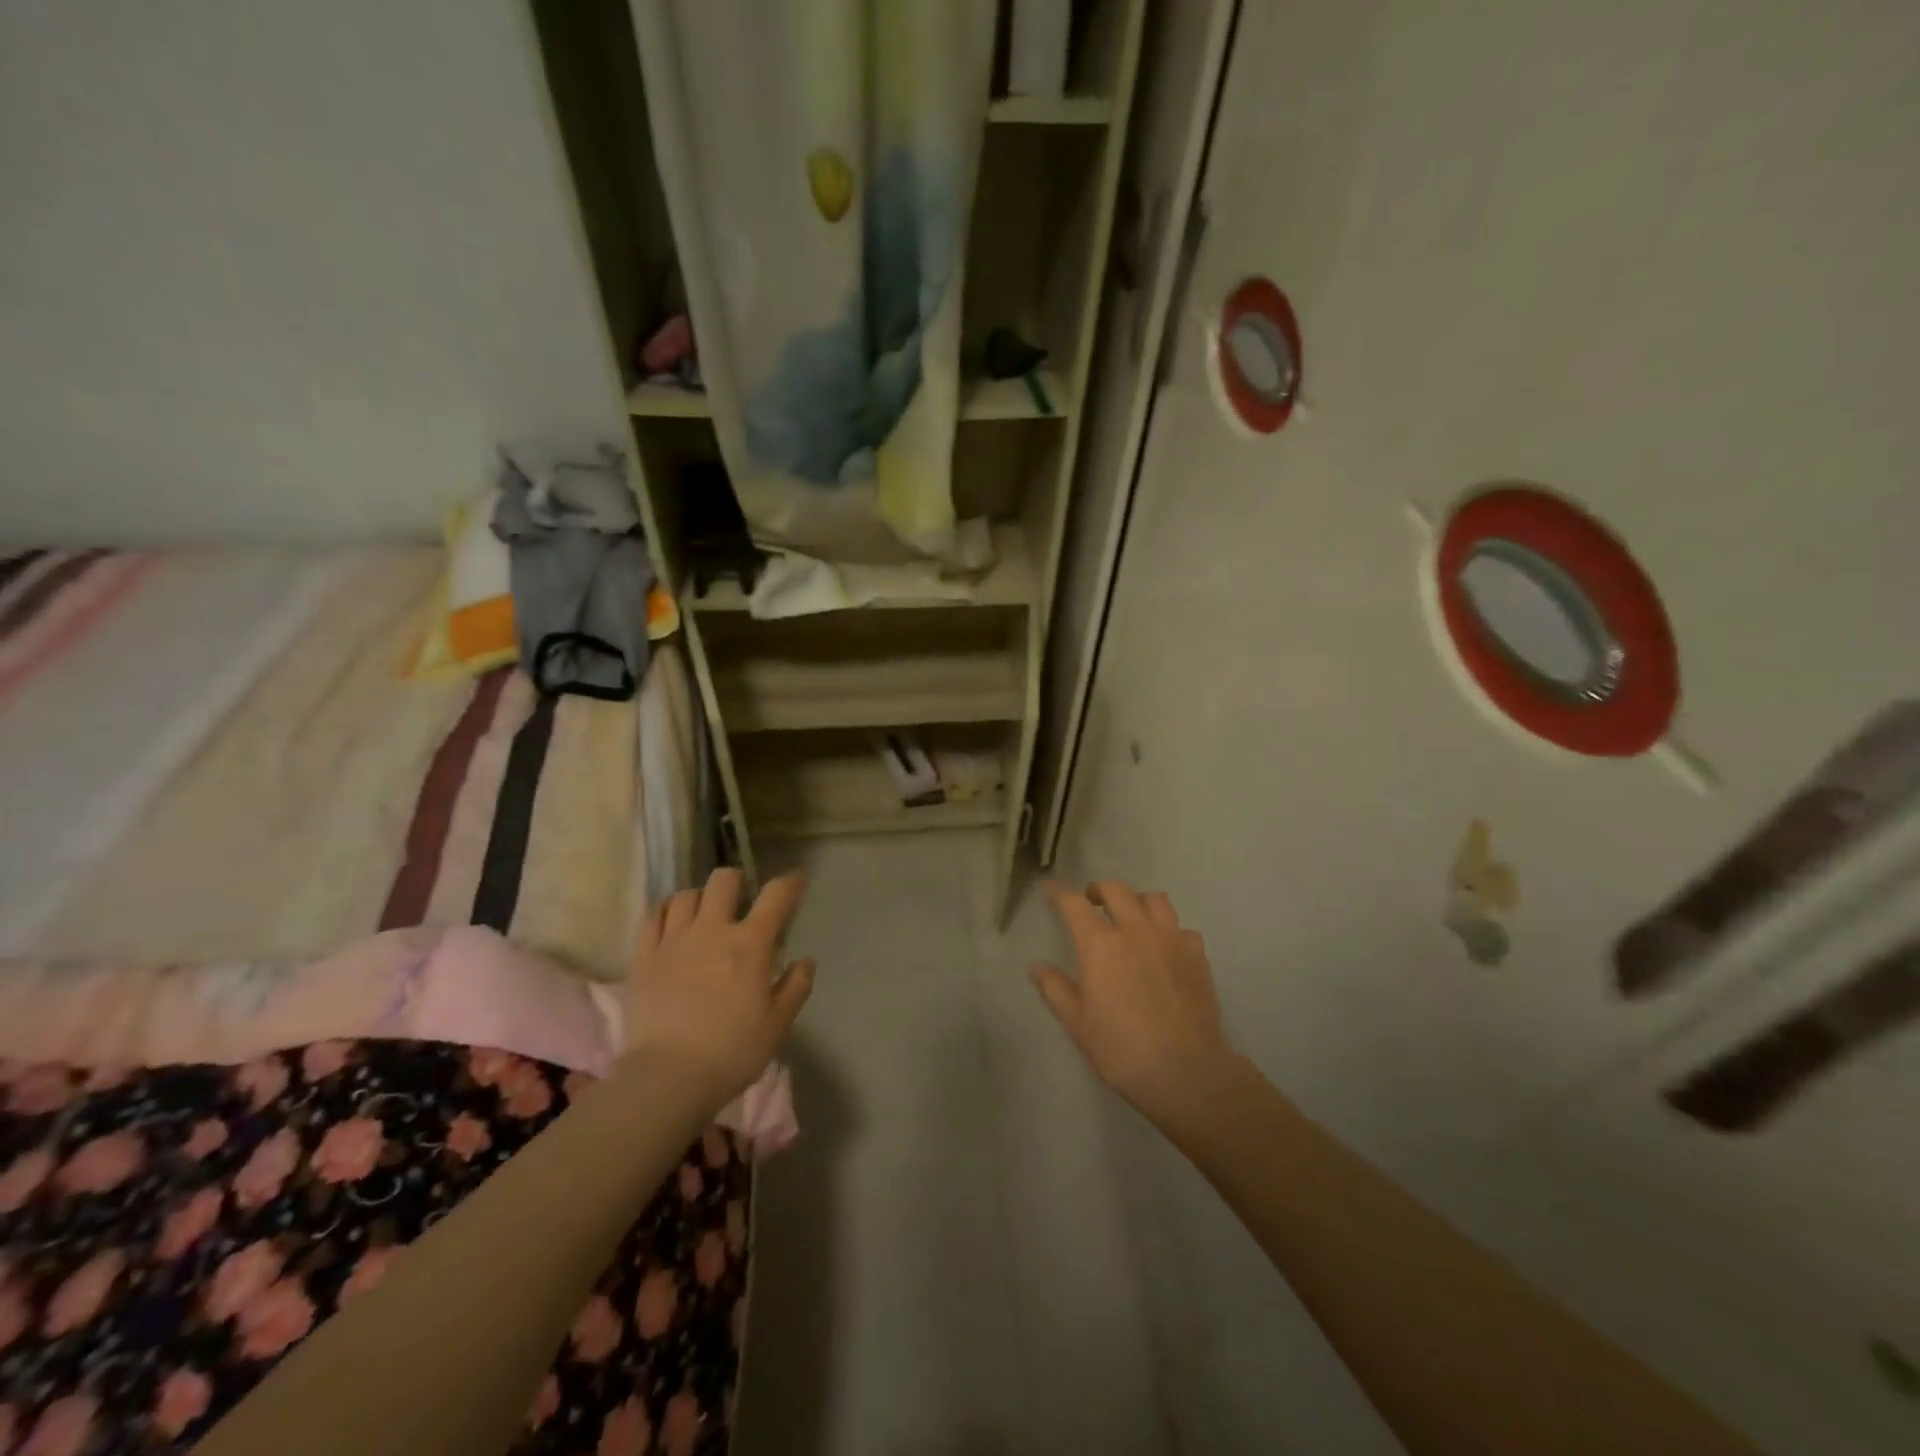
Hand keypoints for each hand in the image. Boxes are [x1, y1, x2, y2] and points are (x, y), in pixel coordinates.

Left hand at [626, 868, 814, 1108]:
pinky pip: (652, 917)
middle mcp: (712, 931)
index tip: (796, 881)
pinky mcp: (643, 957)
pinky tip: (671, 920)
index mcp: (750, 945)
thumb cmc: (731, 1052)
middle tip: (741, 900)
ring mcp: (673, 941)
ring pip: (686, 895)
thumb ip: (796, 987)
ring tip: (704, 913)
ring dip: (700, 898)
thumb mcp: (777, 1025)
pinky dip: (665, 910)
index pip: (775, 896)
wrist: (667, 1077)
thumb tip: (805, 961)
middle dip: (737, 882)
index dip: (789, 883)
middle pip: (723, 881)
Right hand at [1031, 880, 1233, 1125]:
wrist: (1185, 1071)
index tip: (1050, 889)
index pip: (1074, 904)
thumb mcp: (1077, 1023)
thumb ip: (1055, 989)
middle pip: (1116, 890)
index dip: (1060, 894)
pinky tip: (1165, 948)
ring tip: (1131, 917)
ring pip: (1154, 899)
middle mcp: (1136, 930)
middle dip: (1099, 890)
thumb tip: (1036, 967)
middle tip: (1091, 902)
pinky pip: (1181, 928)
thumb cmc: (1121, 1049)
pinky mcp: (1197, 955)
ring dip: (1136, 901)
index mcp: (1100, 944)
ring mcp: (1171, 939)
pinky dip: (1169, 930)